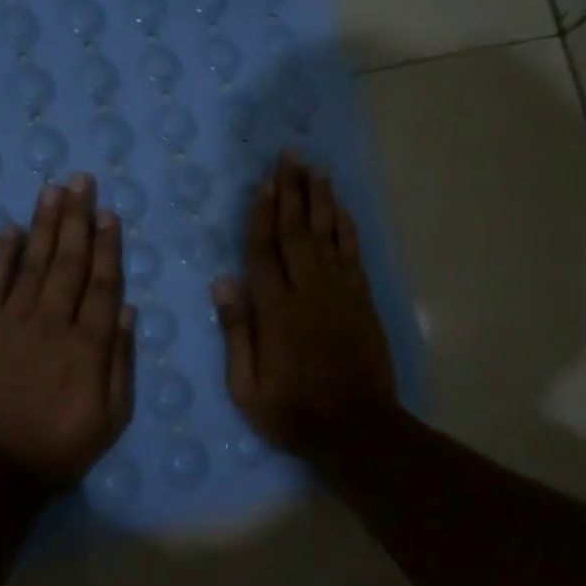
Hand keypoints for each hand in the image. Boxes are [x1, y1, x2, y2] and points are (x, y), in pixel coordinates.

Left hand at [0, 173, 135, 484]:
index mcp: (88, 344)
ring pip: (33, 262)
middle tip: (81, 180)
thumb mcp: (111, 417)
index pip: (101, 282)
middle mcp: (52, 321)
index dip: (107, 245)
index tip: (109, 213)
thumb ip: (121, 361)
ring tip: (53, 189)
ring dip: (45, 224)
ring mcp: (12, 321)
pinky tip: (10, 229)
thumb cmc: (59, 447)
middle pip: (68, 261)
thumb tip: (126, 309)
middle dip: (77, 218)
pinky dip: (2, 254)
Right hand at [212, 153, 399, 458]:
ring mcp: (340, 291)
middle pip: (297, 231)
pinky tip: (340, 207)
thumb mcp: (247, 387)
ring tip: (314, 168)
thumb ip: (236, 332)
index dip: (262, 214)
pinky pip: (352, 251)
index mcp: (276, 310)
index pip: (264, 251)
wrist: (358, 428)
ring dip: (320, 198)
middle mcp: (308, 290)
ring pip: (328, 233)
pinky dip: (345, 225)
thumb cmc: (294, 411)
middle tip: (288, 157)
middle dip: (291, 191)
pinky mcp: (362, 298)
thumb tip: (223, 281)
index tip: (263, 184)